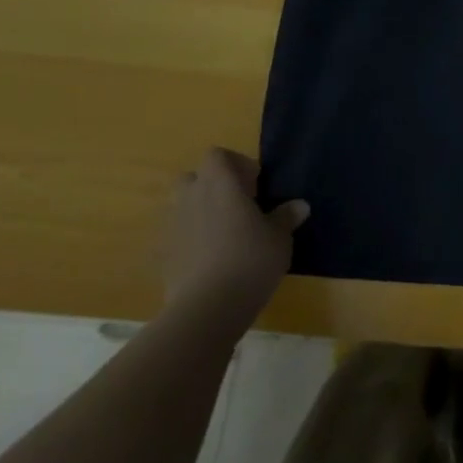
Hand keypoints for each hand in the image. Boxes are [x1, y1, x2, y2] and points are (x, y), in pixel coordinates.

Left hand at [164, 148, 308, 334]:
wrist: (207, 307)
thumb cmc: (250, 260)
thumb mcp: (280, 237)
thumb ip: (286, 217)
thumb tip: (299, 205)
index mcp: (220, 184)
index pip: (217, 155)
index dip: (236, 164)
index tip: (256, 185)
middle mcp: (191, 197)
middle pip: (194, 177)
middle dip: (213, 186)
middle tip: (239, 206)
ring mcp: (173, 226)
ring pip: (182, 206)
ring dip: (201, 211)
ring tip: (225, 233)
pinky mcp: (163, 254)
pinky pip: (177, 235)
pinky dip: (191, 239)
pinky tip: (211, 259)